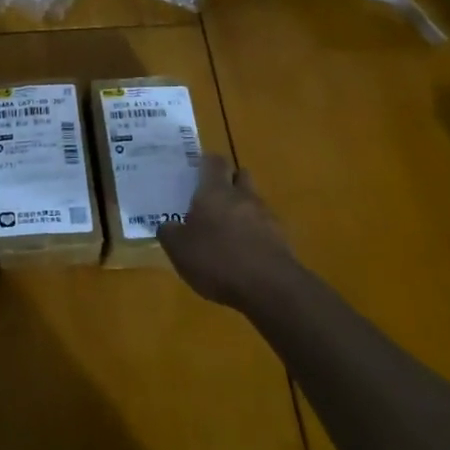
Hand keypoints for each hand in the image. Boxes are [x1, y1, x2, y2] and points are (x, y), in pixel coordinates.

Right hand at [158, 154, 302, 311]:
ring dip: (241, 209)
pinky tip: (242, 253)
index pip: (214, 162)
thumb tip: (167, 225)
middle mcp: (243, 196)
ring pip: (253, 202)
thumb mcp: (178, 249)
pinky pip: (264, 227)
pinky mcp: (282, 239)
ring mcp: (266, 217)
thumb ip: (169, 233)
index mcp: (215, 191)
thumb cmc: (217, 260)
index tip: (195, 171)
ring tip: (225, 231)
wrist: (270, 288)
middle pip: (239, 175)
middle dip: (228, 181)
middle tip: (210, 197)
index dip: (206, 163)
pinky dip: (253, 233)